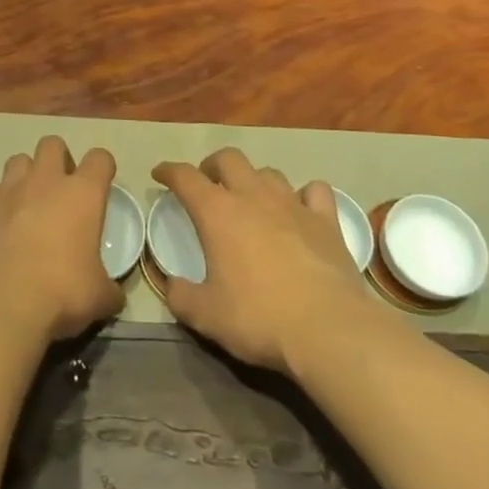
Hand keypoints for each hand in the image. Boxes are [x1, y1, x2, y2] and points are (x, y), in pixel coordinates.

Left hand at [0, 136, 124, 345]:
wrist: (0, 303)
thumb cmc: (61, 293)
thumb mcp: (99, 297)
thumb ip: (109, 289)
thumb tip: (114, 297)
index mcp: (82, 194)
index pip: (100, 159)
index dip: (103, 168)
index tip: (101, 185)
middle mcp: (45, 181)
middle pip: (53, 144)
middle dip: (59, 159)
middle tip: (61, 189)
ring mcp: (9, 190)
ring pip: (18, 160)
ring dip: (26, 175)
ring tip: (28, 203)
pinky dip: (0, 202)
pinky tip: (1, 225)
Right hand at [152, 148, 371, 373]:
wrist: (328, 329)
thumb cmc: (258, 317)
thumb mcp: (206, 316)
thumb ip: (181, 296)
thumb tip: (172, 284)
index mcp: (217, 213)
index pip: (185, 177)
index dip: (169, 171)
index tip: (160, 174)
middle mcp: (253, 196)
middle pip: (228, 159)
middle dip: (212, 165)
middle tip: (207, 184)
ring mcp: (293, 204)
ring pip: (268, 172)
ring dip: (254, 180)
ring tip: (251, 199)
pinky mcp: (326, 220)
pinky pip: (315, 191)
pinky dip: (304, 195)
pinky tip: (302, 209)